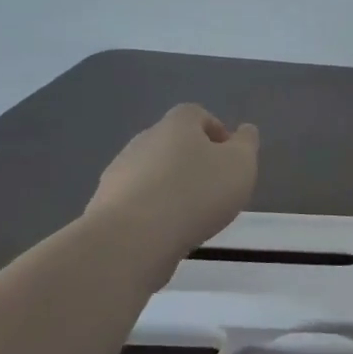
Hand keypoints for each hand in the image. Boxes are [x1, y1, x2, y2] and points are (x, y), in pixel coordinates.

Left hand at [86, 104, 258, 251]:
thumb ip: (247, 144)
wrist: (133, 238)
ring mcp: (120, 171)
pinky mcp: (105, 203)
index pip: (198, 115)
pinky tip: (166, 231)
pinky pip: (137, 200)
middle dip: (194, 161)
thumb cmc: (197, 192)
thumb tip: (245, 131)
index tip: (231, 160)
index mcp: (177, 124)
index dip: (217, 133)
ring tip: (191, 215)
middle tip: (215, 189)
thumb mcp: (240, 165)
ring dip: (172, 187)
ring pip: (154, 172)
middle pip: (174, 143)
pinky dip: (153, 210)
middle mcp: (144, 139)